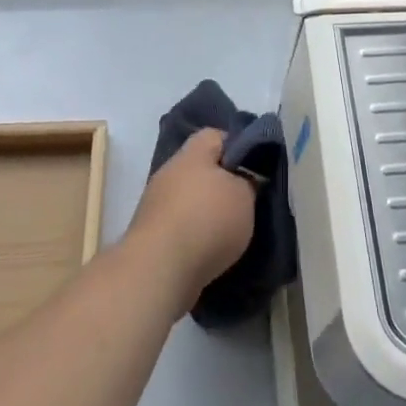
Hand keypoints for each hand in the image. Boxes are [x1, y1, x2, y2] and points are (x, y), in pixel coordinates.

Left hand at [123, 129, 255, 316]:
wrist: (158, 270)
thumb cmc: (207, 221)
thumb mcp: (244, 195)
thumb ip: (249, 180)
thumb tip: (246, 177)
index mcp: (193, 153)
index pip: (216, 135)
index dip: (238, 147)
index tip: (255, 168)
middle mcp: (170, 171)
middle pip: (201, 168)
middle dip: (223, 183)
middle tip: (246, 201)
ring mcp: (155, 203)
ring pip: (189, 198)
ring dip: (207, 211)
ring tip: (230, 231)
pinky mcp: (150, 234)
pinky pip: (179, 225)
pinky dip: (194, 235)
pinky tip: (209, 250)